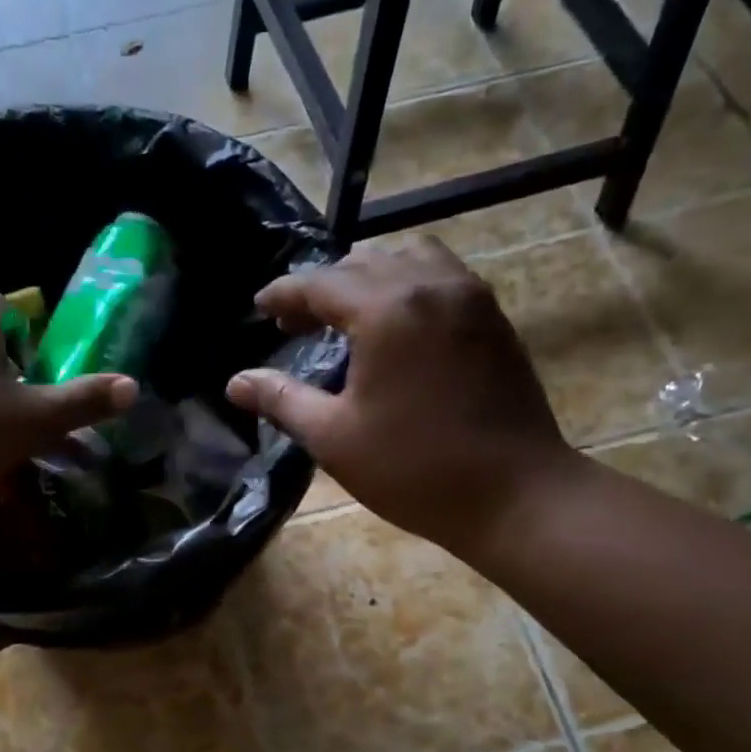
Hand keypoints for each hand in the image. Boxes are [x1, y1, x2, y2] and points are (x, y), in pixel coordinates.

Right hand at [226, 238, 578, 554]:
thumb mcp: (334, 437)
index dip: (284, 294)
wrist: (515, 493)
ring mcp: (470, 297)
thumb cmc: (414, 469)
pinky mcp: (493, 318)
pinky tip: (397, 325)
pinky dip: (409, 284)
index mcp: (387, 310)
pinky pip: (442, 276)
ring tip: (348, 314)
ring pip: (410, 258)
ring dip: (370, 276)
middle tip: (298, 320)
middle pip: (365, 261)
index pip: (321, 283)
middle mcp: (431, 286)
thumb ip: (282, 399)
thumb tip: (235, 382)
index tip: (260, 308)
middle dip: (324, 285)